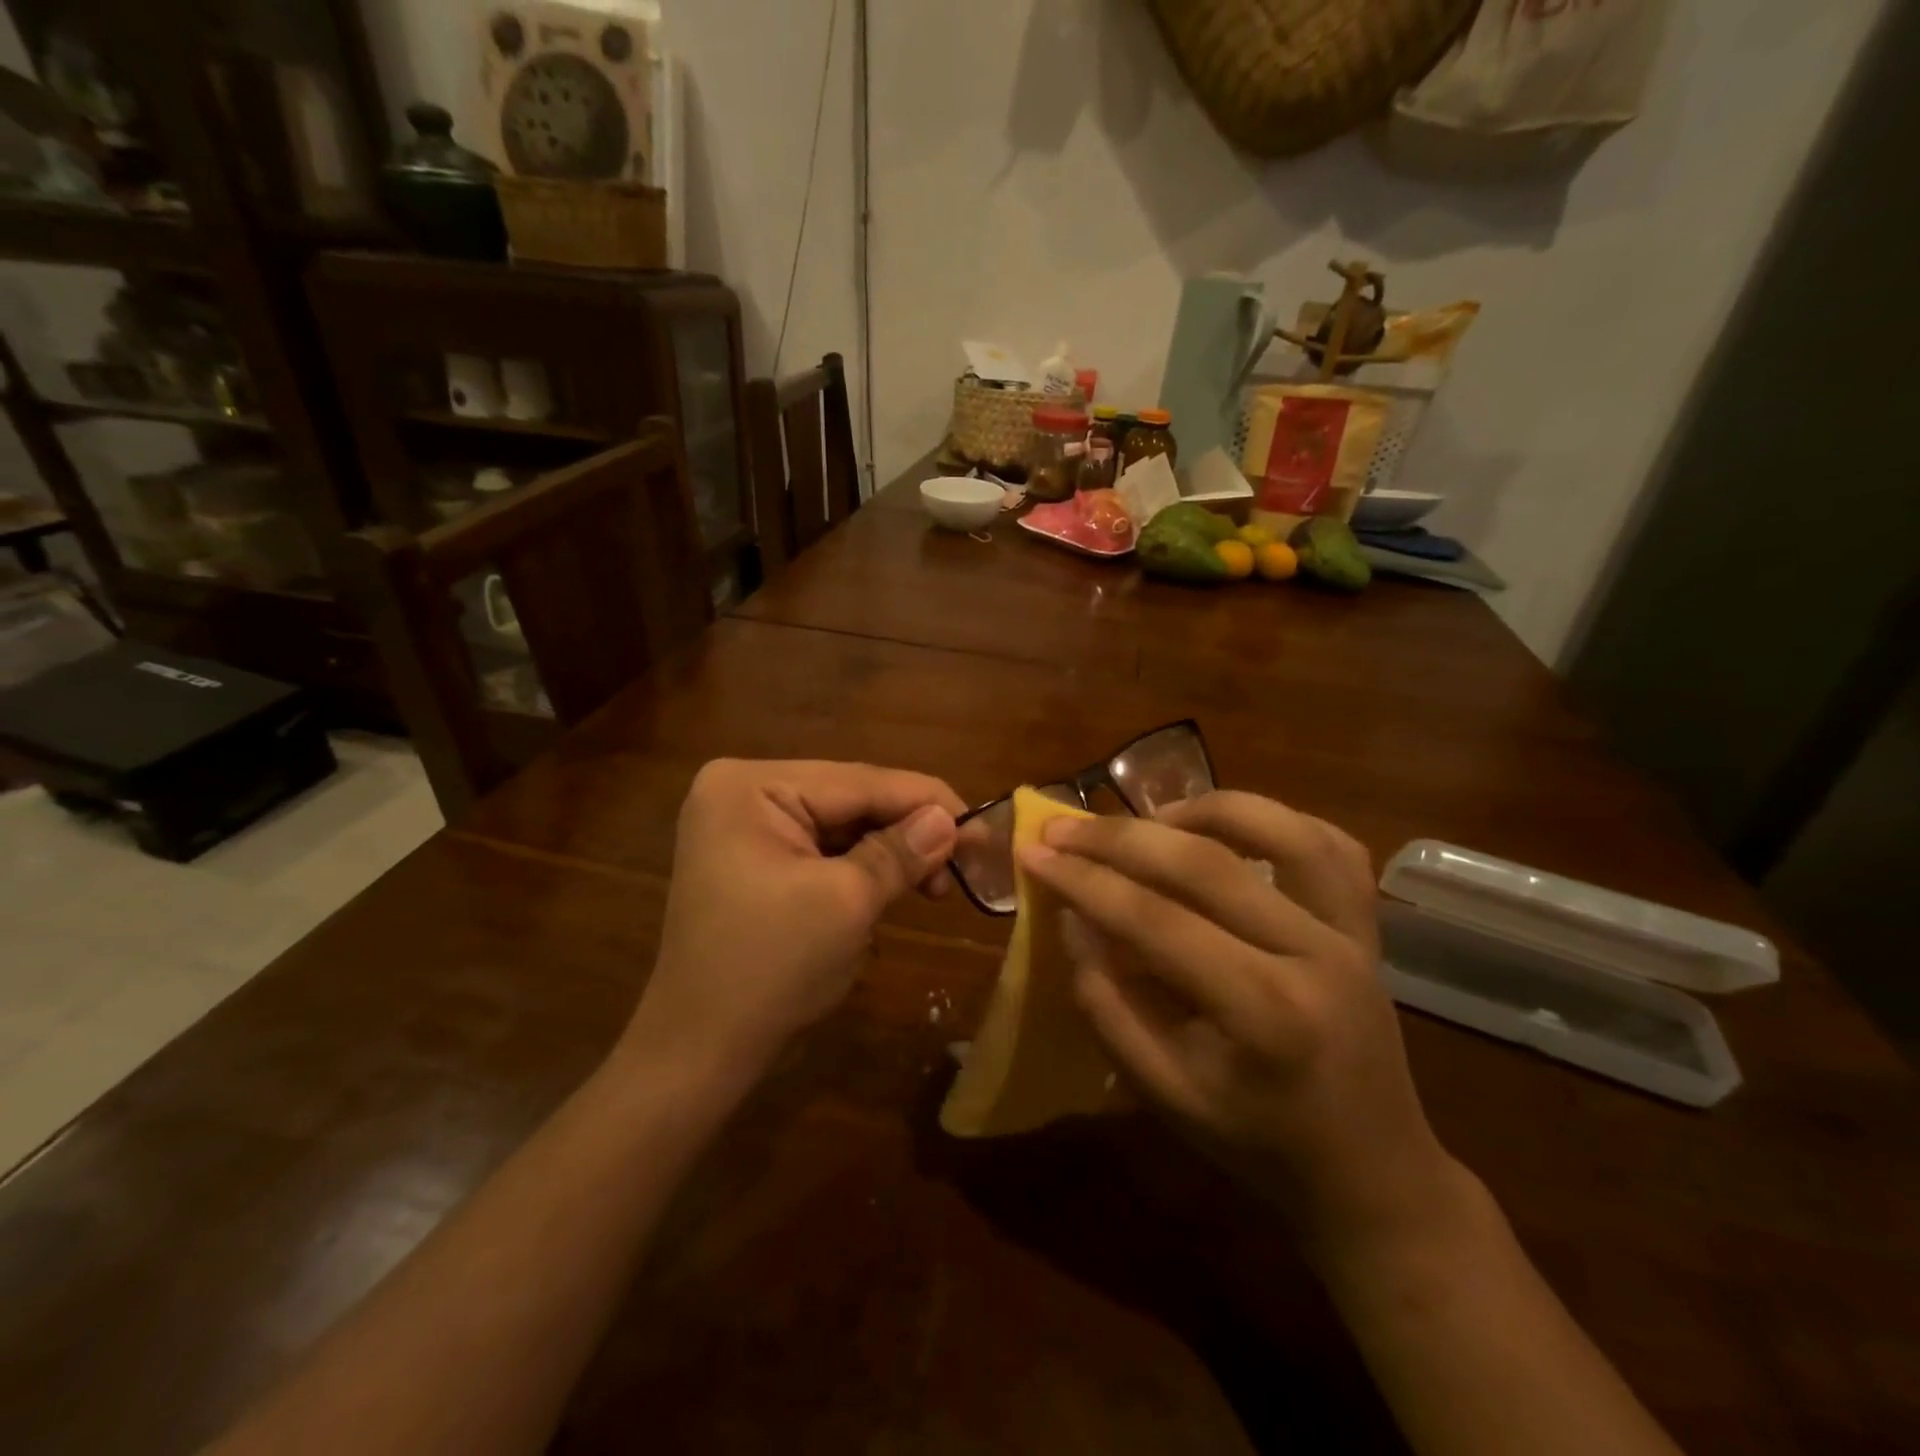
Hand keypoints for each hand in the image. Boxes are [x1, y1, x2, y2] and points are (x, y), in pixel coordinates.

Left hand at [626, 759, 963, 1084]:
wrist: (699, 1053)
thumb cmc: (770, 970)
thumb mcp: (847, 903)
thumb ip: (901, 852)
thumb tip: (951, 820)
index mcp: (750, 787)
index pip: (858, 780)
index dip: (926, 800)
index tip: (982, 824)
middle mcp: (743, 793)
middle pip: (850, 800)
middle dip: (909, 830)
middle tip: (967, 861)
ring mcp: (744, 828)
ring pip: (841, 827)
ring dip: (890, 853)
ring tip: (934, 886)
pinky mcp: (754, 861)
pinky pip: (822, 851)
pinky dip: (862, 869)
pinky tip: (894, 888)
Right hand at [1017, 790, 1463, 1258]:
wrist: (1371, 1172)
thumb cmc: (1256, 1142)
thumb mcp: (1162, 1093)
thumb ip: (1106, 1003)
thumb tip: (1072, 917)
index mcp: (1262, 1012)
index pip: (1155, 920)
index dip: (1085, 880)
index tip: (1033, 852)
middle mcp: (1314, 955)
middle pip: (1206, 864)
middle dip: (1120, 838)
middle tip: (1063, 826)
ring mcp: (1351, 934)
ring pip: (1280, 830)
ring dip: (1203, 809)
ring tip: (1148, 818)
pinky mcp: (1367, 926)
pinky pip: (1330, 845)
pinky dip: (1275, 821)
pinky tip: (1226, 828)